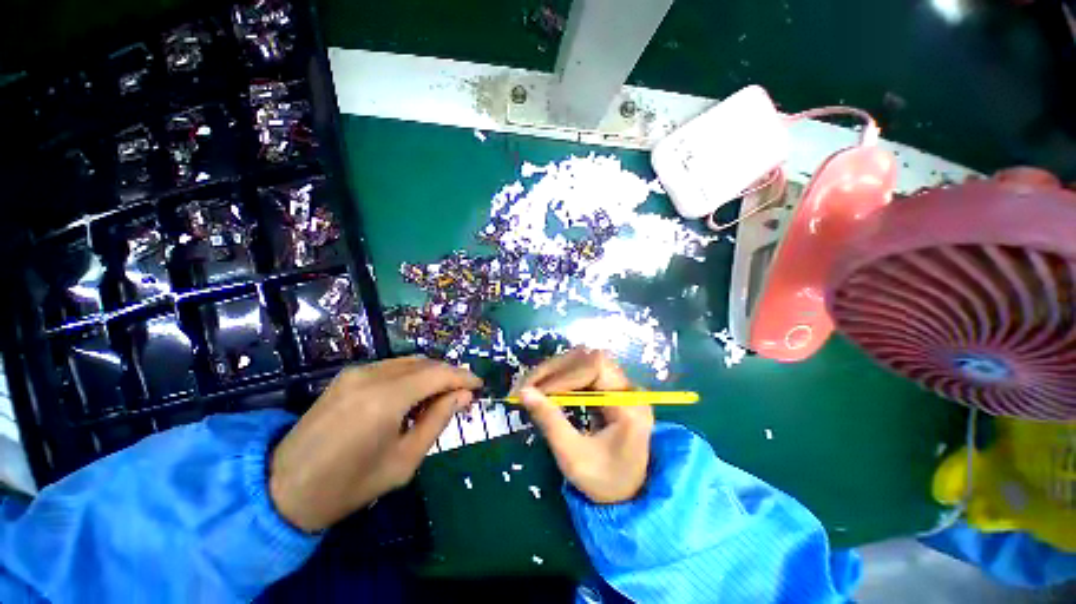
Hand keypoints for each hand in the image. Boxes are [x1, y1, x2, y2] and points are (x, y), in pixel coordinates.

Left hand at [269, 356, 480, 532]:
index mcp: (386, 400)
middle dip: (449, 375)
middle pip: (426, 364)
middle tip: (462, 394)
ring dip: (431, 374)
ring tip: (440, 395)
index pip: (438, 374)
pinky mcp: (348, 375)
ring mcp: (358, 372)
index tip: (479, 386)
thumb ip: (437, 420)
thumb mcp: (404, 461)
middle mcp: (373, 376)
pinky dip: (412, 375)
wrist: (284, 487)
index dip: (463, 377)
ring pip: (410, 362)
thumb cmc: (350, 485)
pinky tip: (413, 394)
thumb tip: (463, 396)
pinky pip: (392, 366)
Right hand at [516, 347, 653, 503]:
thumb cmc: (603, 481)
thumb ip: (550, 421)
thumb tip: (524, 392)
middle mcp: (628, 389)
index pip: (595, 367)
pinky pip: (585, 371)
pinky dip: (562, 377)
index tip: (535, 391)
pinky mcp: (612, 388)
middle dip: (554, 370)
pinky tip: (547, 388)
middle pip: (589, 359)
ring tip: (533, 387)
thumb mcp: (573, 456)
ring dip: (556, 371)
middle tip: (526, 386)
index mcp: (628, 405)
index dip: (563, 374)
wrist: (628, 494)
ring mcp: (621, 387)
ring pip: (584, 361)